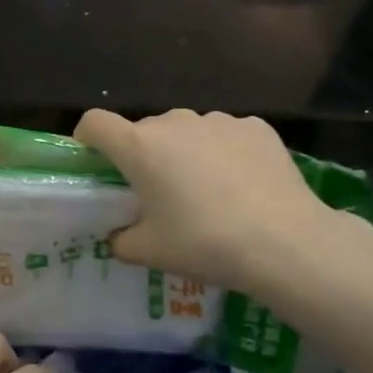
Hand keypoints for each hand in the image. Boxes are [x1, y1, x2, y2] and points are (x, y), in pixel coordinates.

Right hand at [73, 108, 372, 293]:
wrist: (285, 242)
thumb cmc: (204, 244)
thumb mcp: (149, 252)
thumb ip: (121, 240)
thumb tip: (119, 234)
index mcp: (140, 147)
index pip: (94, 122)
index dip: (87, 139)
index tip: (96, 162)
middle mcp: (175, 122)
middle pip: (145, 130)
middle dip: (145, 155)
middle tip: (160, 194)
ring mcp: (218, 120)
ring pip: (187, 131)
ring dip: (186, 153)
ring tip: (208, 192)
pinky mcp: (256, 127)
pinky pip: (226, 135)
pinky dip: (225, 153)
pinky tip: (243, 186)